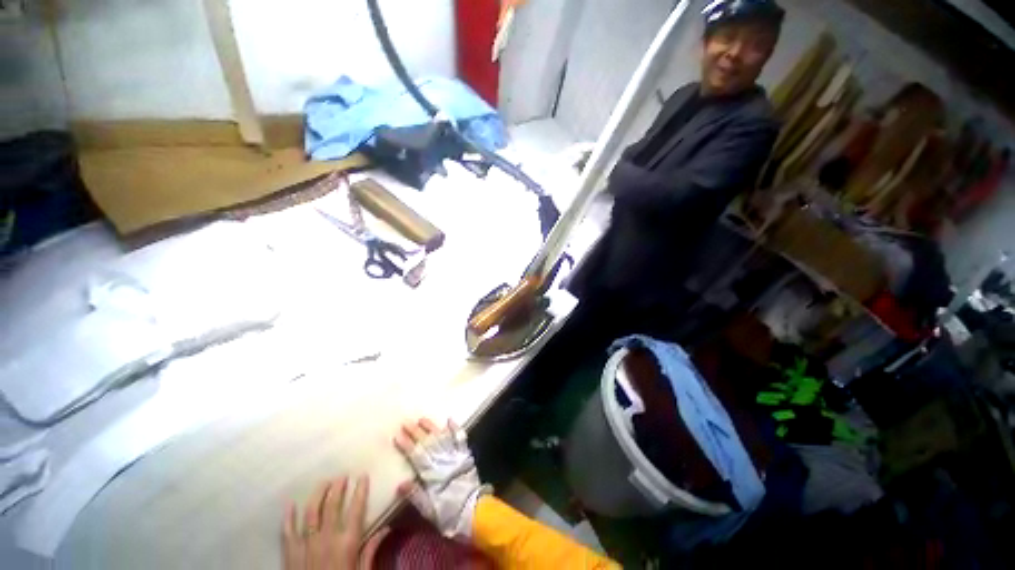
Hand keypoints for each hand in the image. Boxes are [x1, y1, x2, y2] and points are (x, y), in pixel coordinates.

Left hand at [283, 476, 389, 569]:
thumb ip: (370, 550)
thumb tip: (386, 529)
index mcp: (347, 542)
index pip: (356, 509)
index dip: (360, 490)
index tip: (363, 476)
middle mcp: (327, 539)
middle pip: (331, 506)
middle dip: (337, 488)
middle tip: (342, 476)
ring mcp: (306, 545)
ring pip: (310, 513)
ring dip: (317, 495)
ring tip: (324, 483)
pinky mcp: (290, 554)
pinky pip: (288, 531)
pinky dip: (288, 517)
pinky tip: (290, 503)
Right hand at [394, 418, 490, 540]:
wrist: (474, 511)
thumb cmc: (449, 512)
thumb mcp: (428, 510)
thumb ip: (415, 495)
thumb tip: (400, 483)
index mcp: (432, 474)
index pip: (416, 456)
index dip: (407, 445)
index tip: (397, 435)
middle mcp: (443, 460)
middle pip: (428, 443)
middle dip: (416, 432)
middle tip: (406, 422)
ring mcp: (455, 455)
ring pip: (442, 437)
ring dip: (432, 427)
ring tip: (422, 419)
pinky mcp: (465, 455)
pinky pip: (461, 438)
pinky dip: (455, 428)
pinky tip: (449, 419)